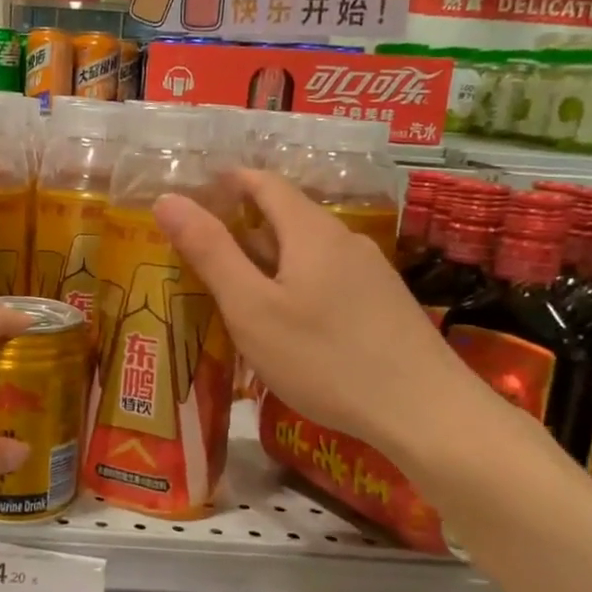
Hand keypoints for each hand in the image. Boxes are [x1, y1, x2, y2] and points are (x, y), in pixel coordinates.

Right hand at [154, 168, 471, 453]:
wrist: (423, 411)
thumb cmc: (324, 358)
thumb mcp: (251, 308)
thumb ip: (210, 252)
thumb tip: (168, 199)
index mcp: (311, 231)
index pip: (265, 183)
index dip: (229, 181)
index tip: (196, 191)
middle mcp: (345, 240)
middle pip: (288, 216)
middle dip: (244, 224)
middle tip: (202, 249)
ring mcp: (371, 272)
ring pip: (309, 251)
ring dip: (270, 258)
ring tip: (237, 287)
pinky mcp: (384, 304)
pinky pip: (328, 277)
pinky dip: (296, 282)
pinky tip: (288, 320)